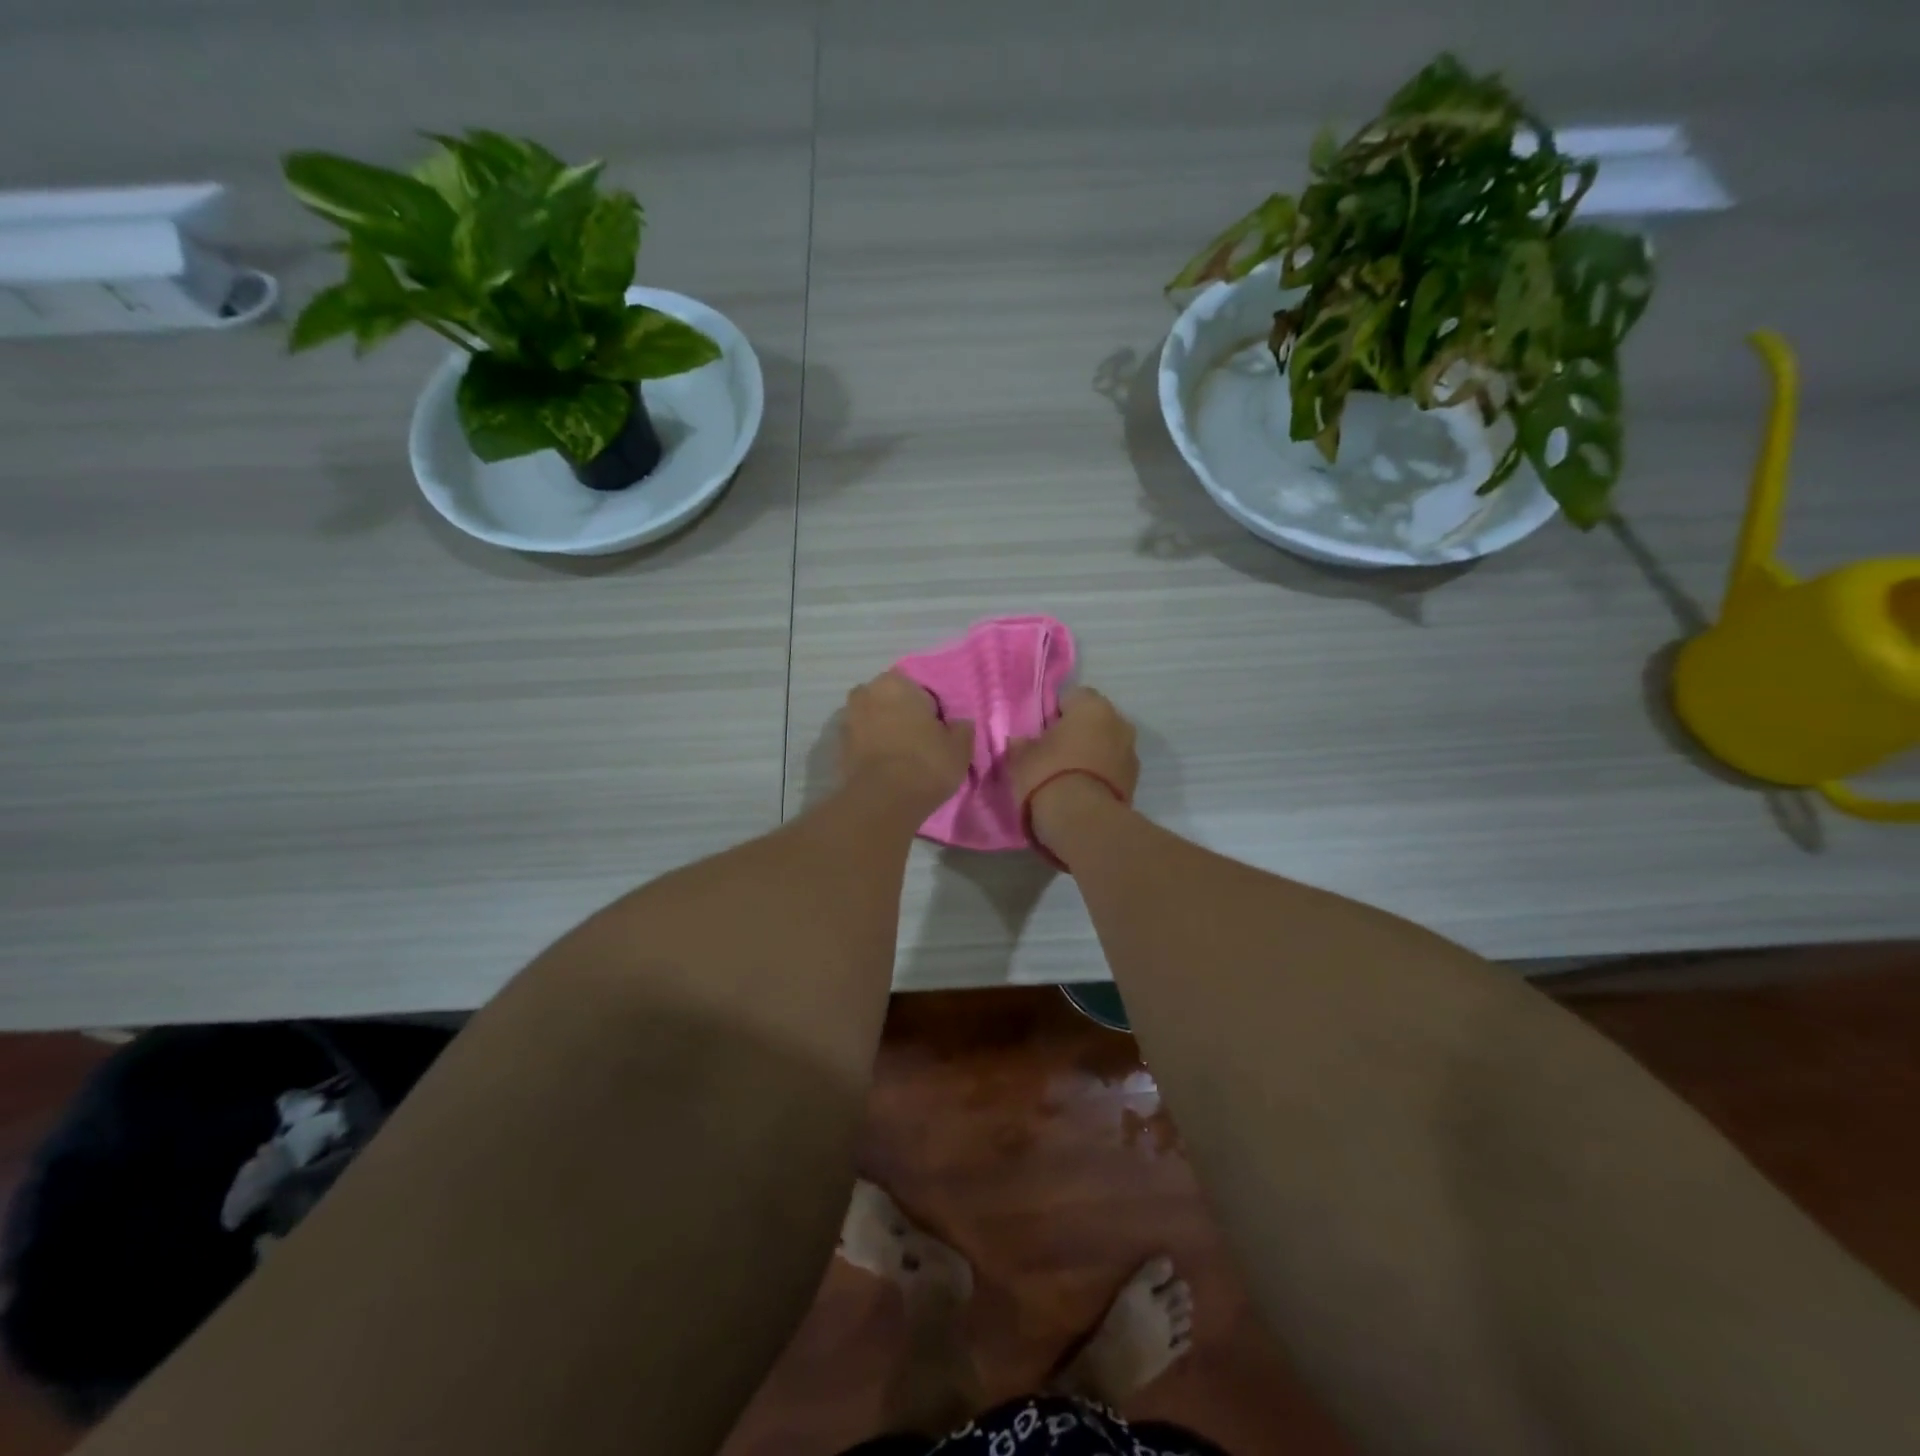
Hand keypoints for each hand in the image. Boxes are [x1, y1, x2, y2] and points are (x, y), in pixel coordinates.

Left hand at [839, 672, 973, 817]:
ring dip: (884, 732)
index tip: (938, 729)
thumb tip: (960, 724)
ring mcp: (847, 720)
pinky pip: (862, 743)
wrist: (883, 800)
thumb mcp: (959, 747)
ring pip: (873, 721)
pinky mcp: (838, 748)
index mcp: (895, 683)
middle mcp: (866, 693)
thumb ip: (962, 729)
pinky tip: (886, 768)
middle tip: (920, 741)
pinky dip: (871, 750)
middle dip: (901, 716)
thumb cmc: (926, 763)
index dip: (929, 709)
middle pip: (890, 702)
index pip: (918, 689)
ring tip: (902, 758)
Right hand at [1009, 687, 1139, 844]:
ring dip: (1091, 754)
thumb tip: (1022, 741)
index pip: (1073, 696)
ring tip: (1067, 776)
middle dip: (1078, 733)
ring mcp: (1131, 753)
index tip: (1041, 731)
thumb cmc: (1048, 775)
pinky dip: (1099, 775)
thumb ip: (1023, 744)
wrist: (1082, 821)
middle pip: (1094, 721)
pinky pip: (1112, 770)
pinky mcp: (1134, 782)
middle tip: (1053, 751)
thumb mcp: (1021, 757)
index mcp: (1092, 706)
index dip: (1055, 712)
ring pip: (1106, 745)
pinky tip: (1080, 791)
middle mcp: (1119, 722)